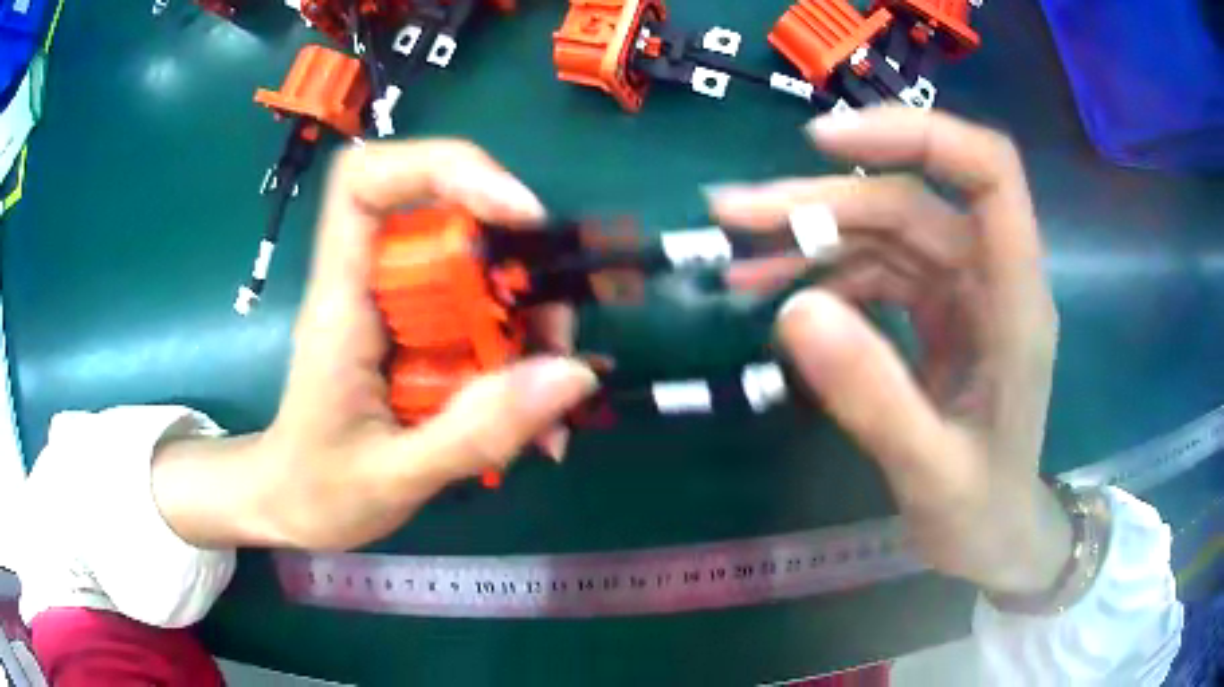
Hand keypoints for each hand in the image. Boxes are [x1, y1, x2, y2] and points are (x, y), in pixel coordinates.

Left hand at [154, 141, 597, 550]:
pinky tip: (535, 420)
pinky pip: (482, 322)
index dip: (444, 169)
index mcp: (341, 303)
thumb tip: (574, 374)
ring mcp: (397, 311)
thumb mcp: (394, 478)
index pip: (366, 184)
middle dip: (517, 270)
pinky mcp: (419, 338)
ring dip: (529, 324)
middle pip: (448, 223)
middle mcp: (369, 288)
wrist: (290, 506)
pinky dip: (520, 361)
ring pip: (477, 274)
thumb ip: (476, 432)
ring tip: (550, 402)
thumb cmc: (317, 491)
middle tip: (554, 343)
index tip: (517, 214)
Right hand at [710, 107, 1070, 596]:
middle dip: (822, 203)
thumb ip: (874, 399)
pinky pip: (877, 273)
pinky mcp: (937, 314)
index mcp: (1015, 301)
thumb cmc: (982, 514)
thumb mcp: (931, 472)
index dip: (917, 135)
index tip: (825, 144)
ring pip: (885, 233)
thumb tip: (792, 313)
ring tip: (739, 262)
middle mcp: (991, 278)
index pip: (988, 172)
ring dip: (812, 239)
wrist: (997, 541)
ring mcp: (962, 294)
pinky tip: (778, 296)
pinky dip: (825, 276)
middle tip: (733, 215)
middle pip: (910, 201)